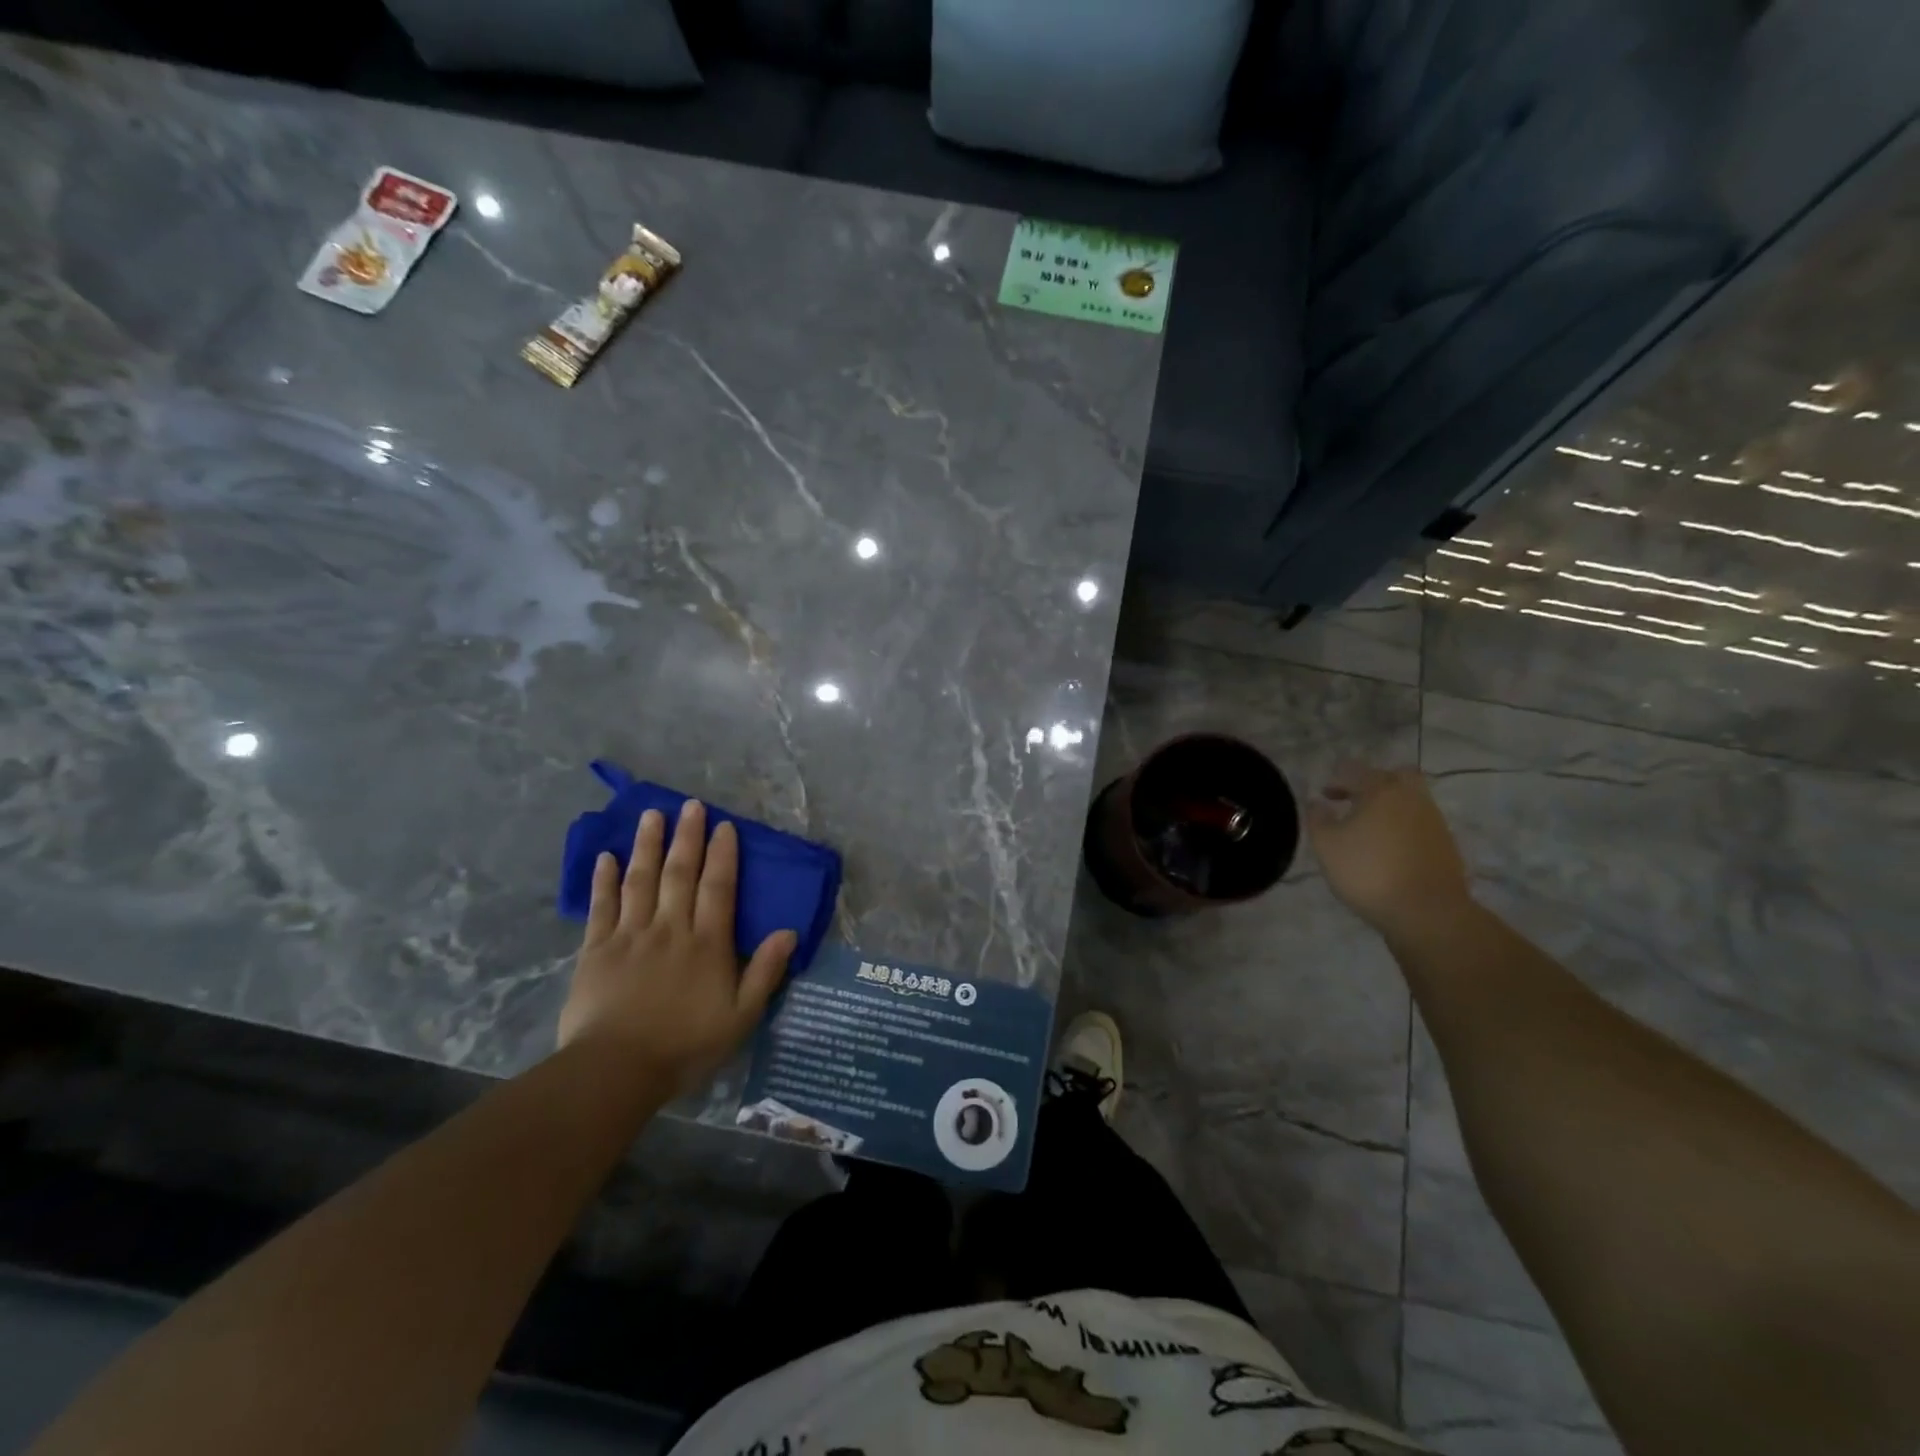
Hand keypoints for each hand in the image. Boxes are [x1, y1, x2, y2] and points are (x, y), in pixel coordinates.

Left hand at [559, 801, 796, 1094]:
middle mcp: (670, 928)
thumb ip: (765, 972)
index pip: (718, 887)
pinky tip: (605, 857)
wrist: (616, 1070)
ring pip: (640, 880)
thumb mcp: (741, 1017)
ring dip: (647, 846)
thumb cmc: (685, 1045)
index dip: (722, 854)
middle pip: (680, 873)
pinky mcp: (596, 950)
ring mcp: (630, 936)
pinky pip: (600, 907)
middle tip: (690, 805)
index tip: (724, 826)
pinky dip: (603, 880)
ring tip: (651, 816)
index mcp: (707, 943)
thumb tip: (789, 931)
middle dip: (687, 837)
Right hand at [1305, 762, 1471, 937]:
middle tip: (1354, 800)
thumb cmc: (1369, 872)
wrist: (1428, 912)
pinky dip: (1403, 825)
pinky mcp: (1446, 843)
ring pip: (1410, 798)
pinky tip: (1389, 846)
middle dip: (1372, 783)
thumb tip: (1317, 802)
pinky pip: (1420, 821)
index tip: (1325, 795)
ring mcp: (1433, 819)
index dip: (1336, 778)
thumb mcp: (1327, 846)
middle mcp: (1411, 797)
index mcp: (1380, 790)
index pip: (1354, 770)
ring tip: (1369, 828)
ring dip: (1389, 805)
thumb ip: (1318, 818)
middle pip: (1394, 775)